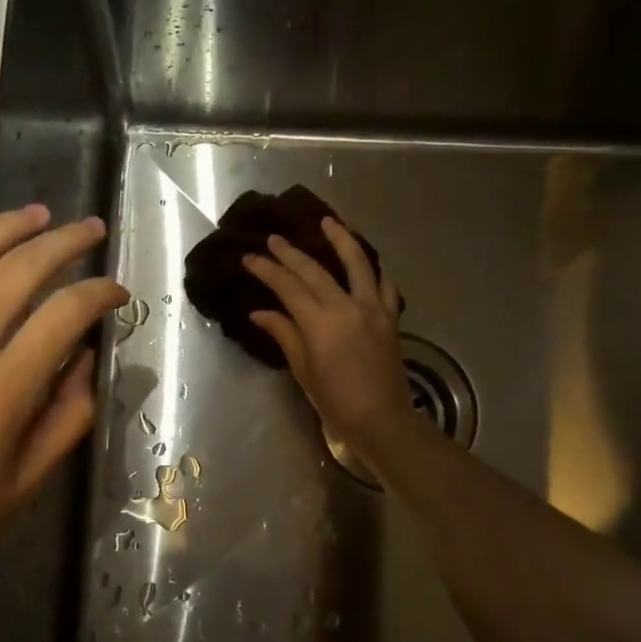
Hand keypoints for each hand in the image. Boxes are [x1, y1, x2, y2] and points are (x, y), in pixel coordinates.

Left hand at [0, 204, 125, 641]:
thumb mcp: (23, 488)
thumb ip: (65, 418)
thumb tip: (87, 360)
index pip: (64, 317)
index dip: (99, 295)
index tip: (117, 292)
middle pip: (16, 272)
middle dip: (62, 244)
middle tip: (88, 230)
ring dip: (1, 228)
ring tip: (35, 215)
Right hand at [245, 218, 414, 456]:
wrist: (382, 420)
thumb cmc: (336, 400)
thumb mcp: (303, 370)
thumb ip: (284, 334)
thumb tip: (260, 312)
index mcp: (321, 323)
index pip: (288, 286)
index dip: (267, 270)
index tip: (249, 257)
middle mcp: (347, 306)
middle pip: (315, 270)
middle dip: (291, 253)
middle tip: (273, 239)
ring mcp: (373, 308)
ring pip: (357, 263)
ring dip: (341, 239)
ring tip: (328, 221)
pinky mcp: (391, 317)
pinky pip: (384, 284)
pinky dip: (374, 270)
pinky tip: (366, 263)